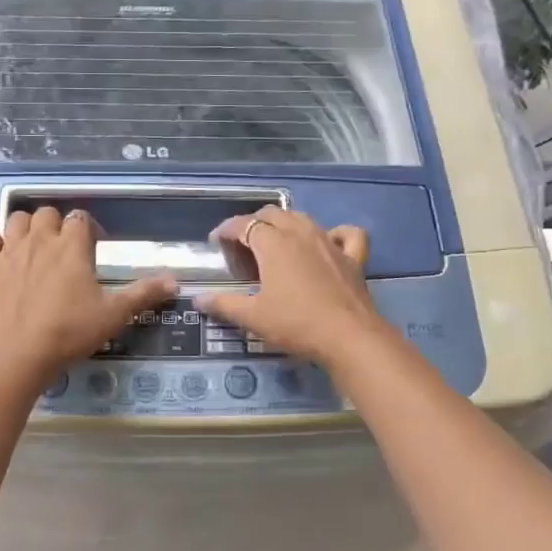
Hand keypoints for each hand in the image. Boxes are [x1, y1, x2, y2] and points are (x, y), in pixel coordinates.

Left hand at [0, 207, 176, 386]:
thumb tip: (175, 281)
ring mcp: (9, 250)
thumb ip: (144, 294)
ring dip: (27, 227)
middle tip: (63, 253)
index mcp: (72, 246)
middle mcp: (41, 239)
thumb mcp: (114, 315)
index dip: (88, 231)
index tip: (92, 251)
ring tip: (34, 249)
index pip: (81, 219)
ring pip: (17, 219)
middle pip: (48, 214)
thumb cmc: (70, 332)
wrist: (19, 354)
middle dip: (57, 226)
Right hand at [196, 208, 386, 366]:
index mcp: (274, 243)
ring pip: (304, 218)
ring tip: (276, 240)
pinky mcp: (353, 257)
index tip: (216, 242)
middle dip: (254, 222)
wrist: (349, 337)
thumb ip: (224, 304)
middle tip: (243, 243)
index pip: (244, 224)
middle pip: (273, 214)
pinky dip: (335, 233)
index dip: (227, 230)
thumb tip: (198, 299)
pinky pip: (347, 234)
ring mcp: (330, 242)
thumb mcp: (253, 317)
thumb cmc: (295, 324)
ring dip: (286, 223)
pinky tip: (329, 242)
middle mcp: (301, 233)